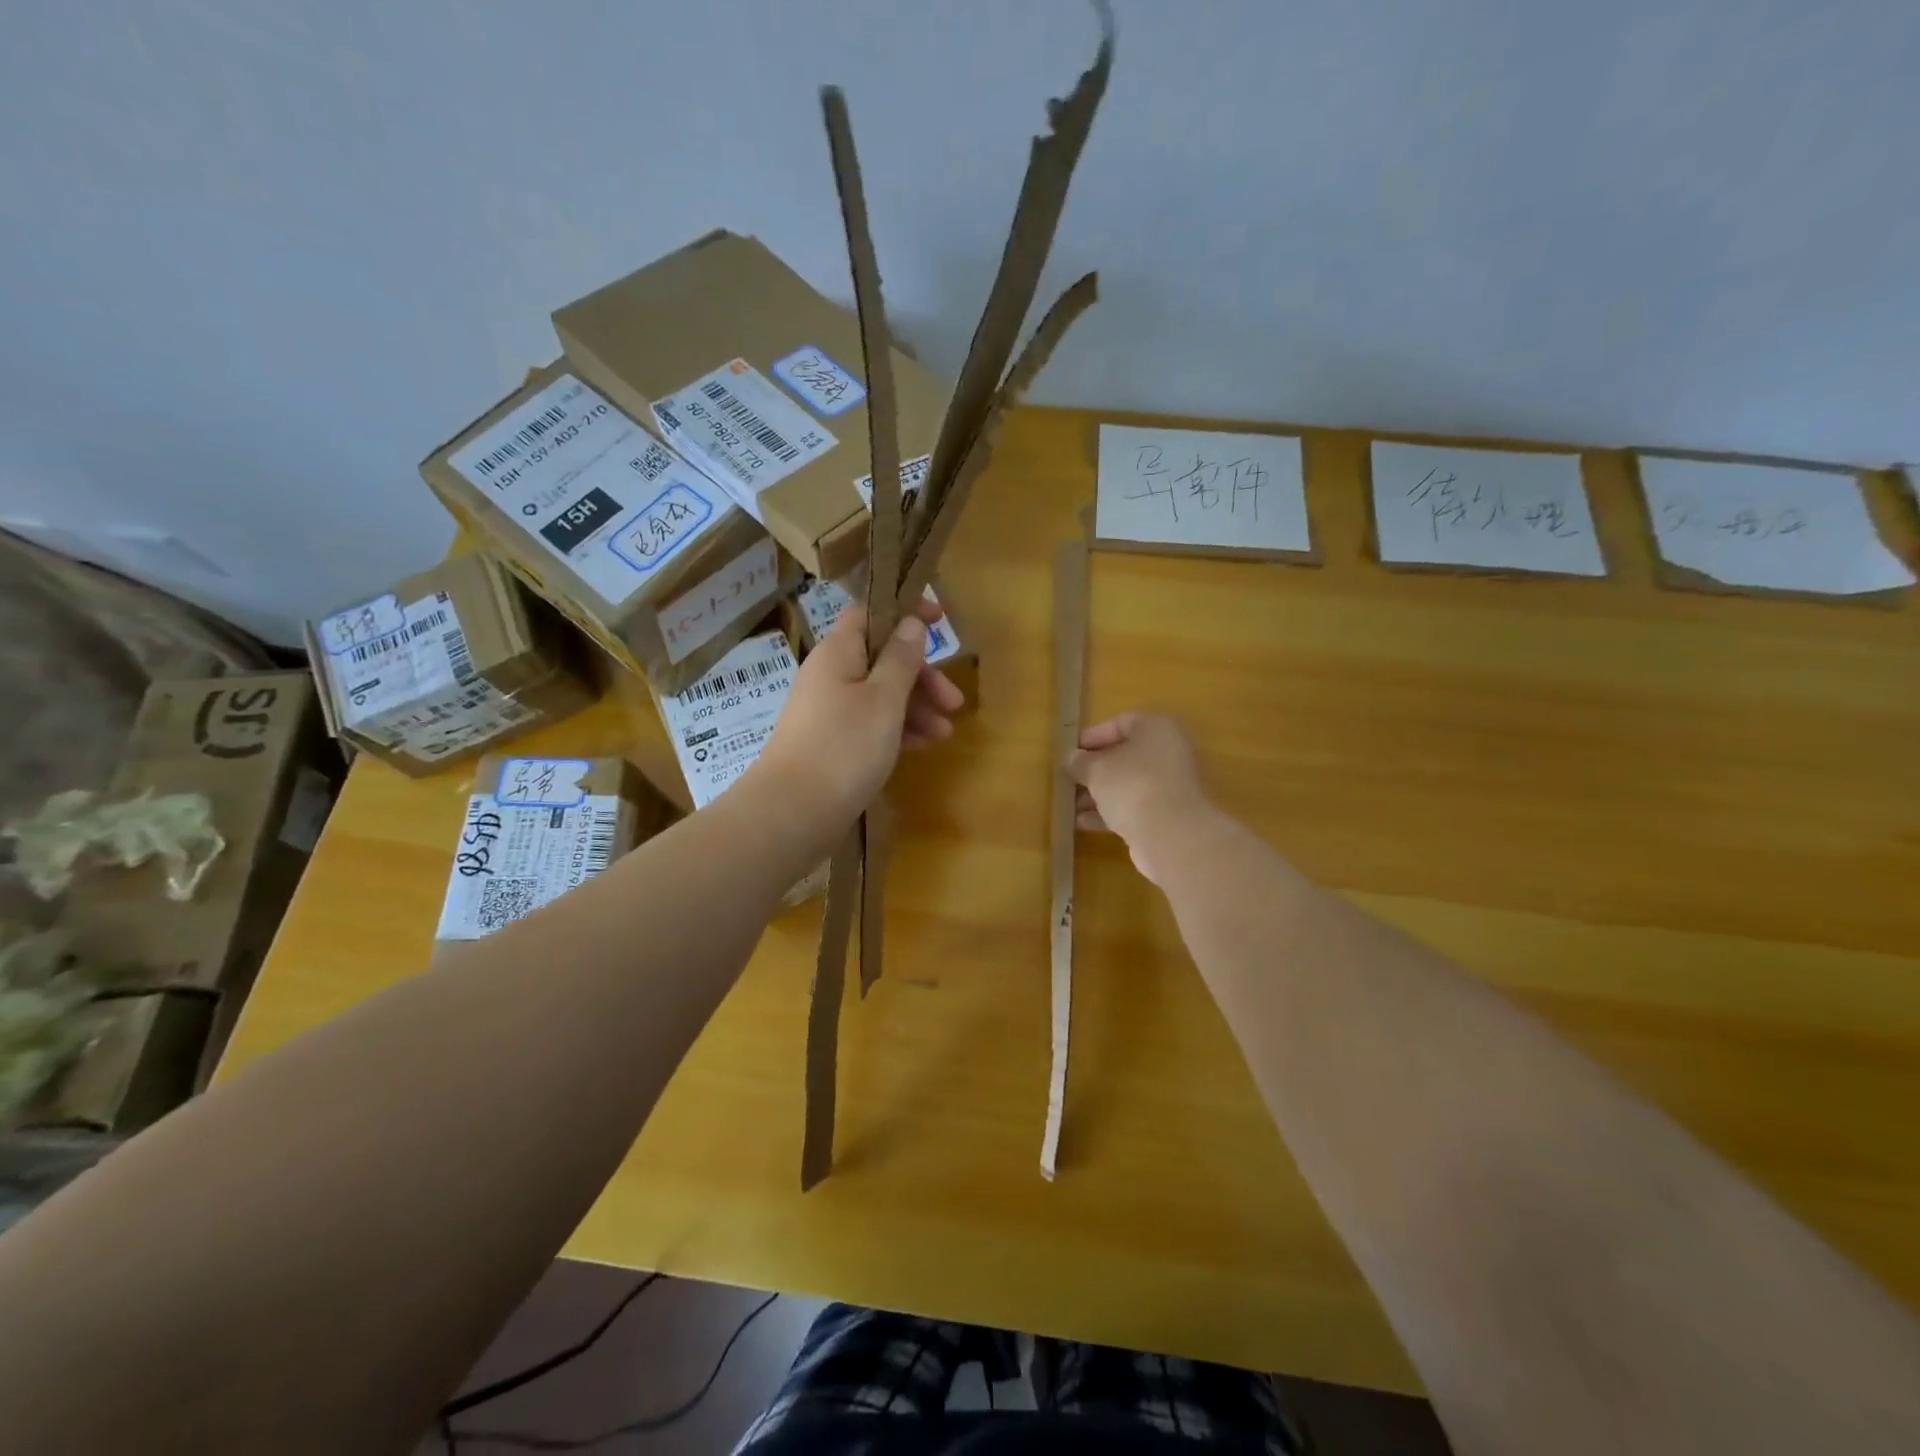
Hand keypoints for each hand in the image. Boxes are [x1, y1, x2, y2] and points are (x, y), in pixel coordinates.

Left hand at [750, 598, 964, 842]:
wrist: (794, 811)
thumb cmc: (844, 746)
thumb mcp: (884, 699)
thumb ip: (901, 659)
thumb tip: (911, 623)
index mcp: (838, 653)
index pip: (871, 614)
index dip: (906, 611)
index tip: (941, 619)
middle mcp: (831, 675)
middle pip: (882, 659)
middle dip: (922, 676)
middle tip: (955, 701)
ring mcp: (829, 711)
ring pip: (881, 695)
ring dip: (916, 707)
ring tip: (945, 733)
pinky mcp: (832, 742)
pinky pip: (871, 723)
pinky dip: (898, 729)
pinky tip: (922, 746)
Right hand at [1067, 712, 1212, 884]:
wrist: (1171, 835)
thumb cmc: (1132, 786)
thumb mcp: (1096, 770)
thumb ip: (1080, 762)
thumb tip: (1071, 759)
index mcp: (1156, 729)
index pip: (1121, 723)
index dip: (1093, 736)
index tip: (1070, 751)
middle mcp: (1168, 752)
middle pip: (1125, 756)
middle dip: (1094, 769)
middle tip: (1069, 779)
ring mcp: (1170, 785)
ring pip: (1128, 784)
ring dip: (1099, 793)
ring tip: (1071, 805)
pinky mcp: (1168, 814)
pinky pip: (1134, 806)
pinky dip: (1111, 812)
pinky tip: (1083, 823)